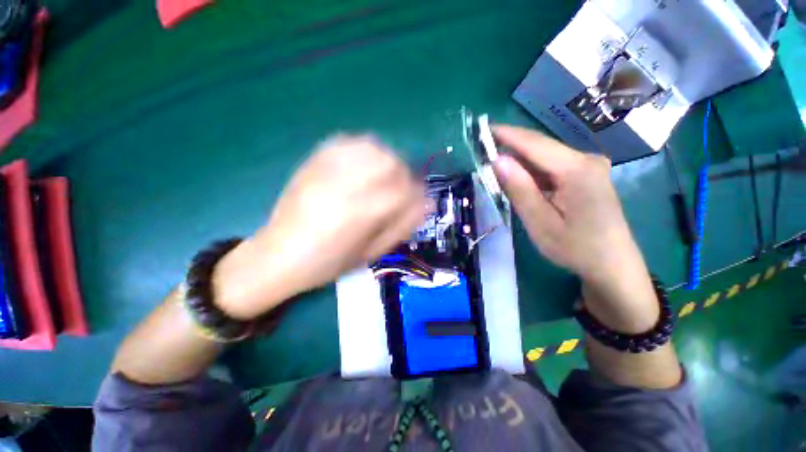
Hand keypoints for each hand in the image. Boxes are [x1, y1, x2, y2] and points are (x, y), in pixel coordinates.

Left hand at [213, 135, 425, 319]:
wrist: (277, 256)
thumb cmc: (328, 263)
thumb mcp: (371, 253)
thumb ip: (402, 226)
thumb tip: (425, 204)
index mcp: (361, 213)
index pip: (404, 190)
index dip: (418, 195)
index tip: (419, 201)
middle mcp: (346, 185)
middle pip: (391, 163)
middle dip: (404, 175)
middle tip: (400, 189)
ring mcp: (327, 170)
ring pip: (372, 147)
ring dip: (386, 160)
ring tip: (383, 176)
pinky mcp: (313, 162)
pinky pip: (347, 142)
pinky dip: (364, 149)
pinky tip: (363, 164)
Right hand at [492, 125, 657, 332]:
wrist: (612, 264)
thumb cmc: (575, 248)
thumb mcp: (540, 222)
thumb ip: (520, 189)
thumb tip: (498, 160)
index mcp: (577, 170)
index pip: (534, 144)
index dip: (507, 135)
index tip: (483, 129)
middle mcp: (586, 160)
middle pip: (541, 147)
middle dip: (511, 148)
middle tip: (484, 151)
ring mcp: (590, 166)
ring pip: (546, 157)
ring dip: (521, 161)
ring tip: (496, 169)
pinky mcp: (588, 174)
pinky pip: (554, 166)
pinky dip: (533, 171)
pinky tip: (521, 181)